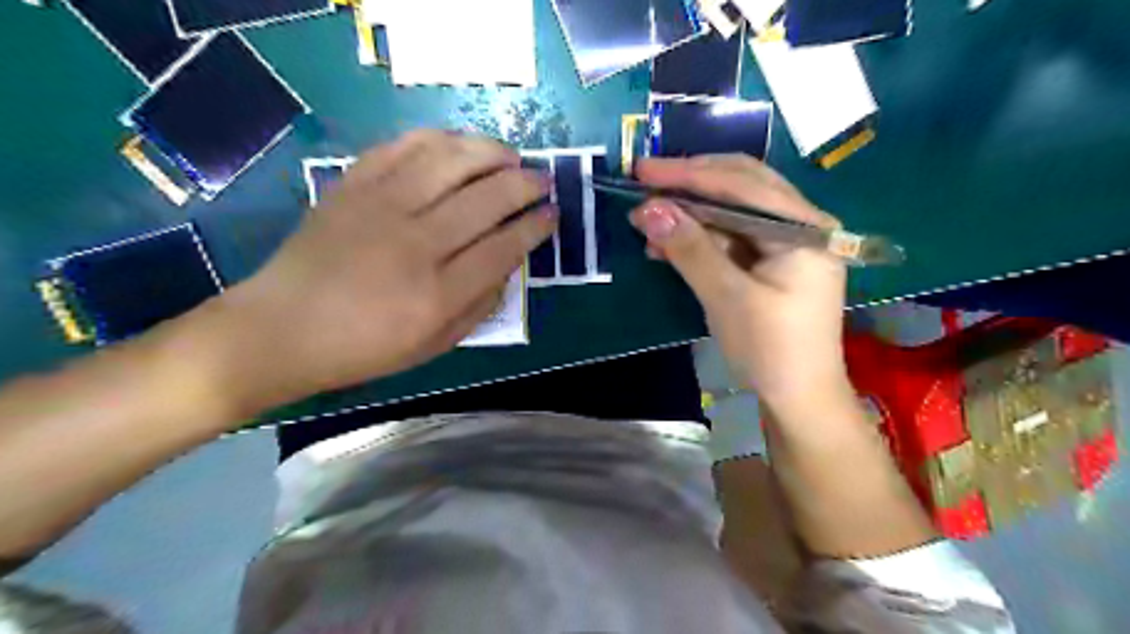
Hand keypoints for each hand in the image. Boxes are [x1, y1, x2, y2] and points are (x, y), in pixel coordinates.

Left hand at [213, 131, 555, 412]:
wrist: (282, 329)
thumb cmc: (365, 348)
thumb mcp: (436, 344)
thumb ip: (481, 304)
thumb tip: (510, 261)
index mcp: (437, 294)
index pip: (505, 246)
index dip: (536, 226)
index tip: (553, 214)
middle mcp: (414, 243)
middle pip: (487, 197)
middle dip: (526, 184)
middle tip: (544, 181)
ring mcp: (380, 207)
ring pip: (451, 160)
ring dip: (491, 151)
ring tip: (510, 157)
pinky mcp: (352, 185)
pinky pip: (403, 146)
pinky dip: (440, 139)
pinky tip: (460, 145)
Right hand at [627, 154, 845, 411]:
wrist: (799, 399)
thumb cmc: (770, 350)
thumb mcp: (726, 298)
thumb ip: (690, 249)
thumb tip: (648, 209)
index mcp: (803, 228)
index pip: (742, 185)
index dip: (688, 175)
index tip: (642, 171)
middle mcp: (801, 225)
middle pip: (741, 186)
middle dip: (690, 185)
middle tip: (644, 185)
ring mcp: (789, 243)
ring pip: (733, 211)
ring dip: (690, 214)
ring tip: (649, 223)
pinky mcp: (773, 262)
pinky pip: (733, 236)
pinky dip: (701, 238)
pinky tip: (670, 245)